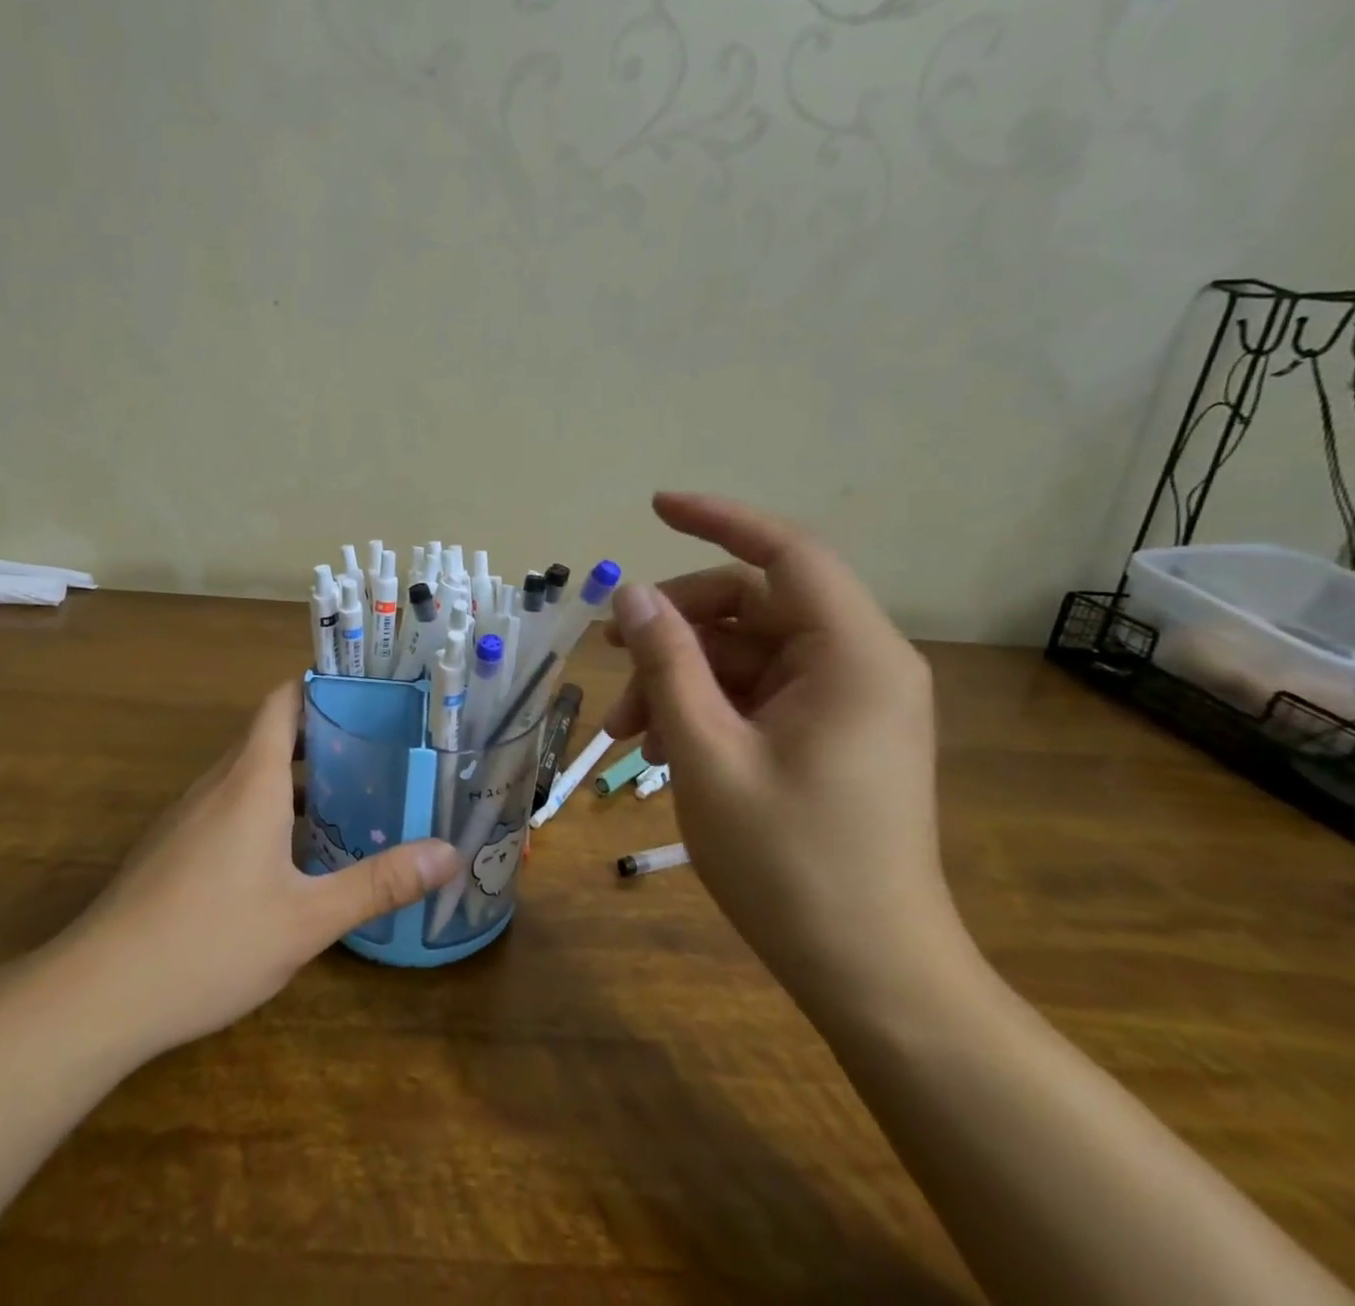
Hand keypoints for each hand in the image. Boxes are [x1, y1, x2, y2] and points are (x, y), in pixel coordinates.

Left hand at [59, 682, 458, 1059]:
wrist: (98, 994)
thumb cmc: (210, 942)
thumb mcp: (307, 919)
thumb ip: (379, 884)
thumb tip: (449, 853)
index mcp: (250, 780)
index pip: (282, 701)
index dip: (321, 686)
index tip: (368, 693)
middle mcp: (218, 784)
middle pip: (272, 735)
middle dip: (324, 736)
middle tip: (381, 751)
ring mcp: (189, 816)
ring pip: (250, 775)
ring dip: (297, 777)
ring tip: (352, 799)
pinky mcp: (174, 847)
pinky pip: (230, 806)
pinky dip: (268, 808)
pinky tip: (294, 855)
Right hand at [604, 493, 954, 1011]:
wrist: (872, 975)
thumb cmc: (789, 864)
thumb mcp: (707, 753)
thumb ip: (667, 661)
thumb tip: (629, 592)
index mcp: (850, 656)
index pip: (785, 553)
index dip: (718, 519)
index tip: (654, 507)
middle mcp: (859, 663)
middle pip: (752, 606)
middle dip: (675, 628)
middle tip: (610, 661)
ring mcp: (846, 700)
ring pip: (745, 653)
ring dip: (679, 677)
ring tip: (626, 731)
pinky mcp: (830, 733)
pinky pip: (756, 692)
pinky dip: (704, 706)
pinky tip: (662, 748)